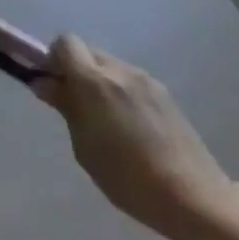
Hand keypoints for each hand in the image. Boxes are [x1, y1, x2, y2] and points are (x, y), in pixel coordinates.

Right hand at [35, 35, 236, 239]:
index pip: (65, 43)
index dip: (54, 59)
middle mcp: (120, 71)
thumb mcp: (84, 146)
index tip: (54, 85)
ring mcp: (146, 80)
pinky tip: (130, 126)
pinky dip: (120, 91)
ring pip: (110, 65)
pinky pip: (130, 80)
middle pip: (88, 51)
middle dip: (76, 70)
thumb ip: (65, 107)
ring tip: (106, 120)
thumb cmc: (127, 177)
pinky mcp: (165, 94)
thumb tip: (44, 83)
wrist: (193, 196)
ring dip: (99, 81)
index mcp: (94, 81)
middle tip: (75, 104)